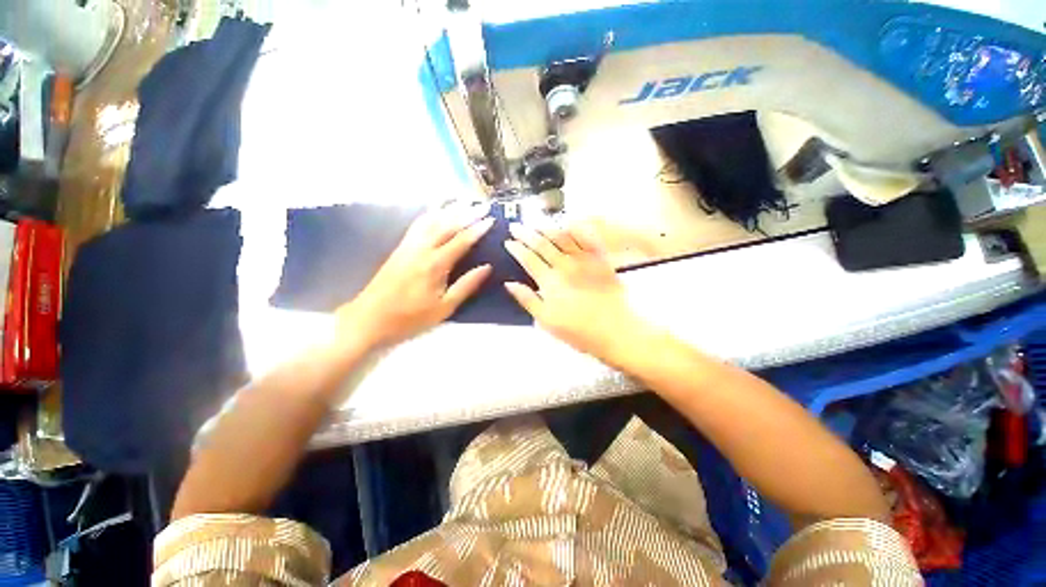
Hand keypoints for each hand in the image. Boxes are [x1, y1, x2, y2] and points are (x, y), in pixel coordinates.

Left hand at [338, 203, 493, 349]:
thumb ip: (466, 285)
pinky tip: (436, 209)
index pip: (461, 240)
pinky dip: (429, 213)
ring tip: (464, 200)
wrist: (370, 319)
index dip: (478, 229)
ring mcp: (408, 246)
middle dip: (467, 213)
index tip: (492, 219)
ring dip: (449, 208)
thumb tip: (487, 267)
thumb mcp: (444, 307)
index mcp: (435, 264)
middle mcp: (422, 249)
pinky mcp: (400, 247)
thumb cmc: (411, 318)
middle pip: (447, 224)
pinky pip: (417, 224)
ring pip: (431, 220)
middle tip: (483, 205)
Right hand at [503, 222, 650, 359]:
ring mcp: (584, 260)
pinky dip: (576, 229)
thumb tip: (509, 283)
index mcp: (549, 281)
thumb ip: (527, 300)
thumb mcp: (546, 321)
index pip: (528, 259)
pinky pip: (587, 238)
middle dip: (526, 233)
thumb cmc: (578, 330)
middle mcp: (565, 265)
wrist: (615, 330)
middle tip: (516, 226)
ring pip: (562, 237)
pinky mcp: (601, 259)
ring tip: (536, 224)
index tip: (508, 241)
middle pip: (541, 243)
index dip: (516, 248)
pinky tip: (568, 223)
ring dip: (546, 228)